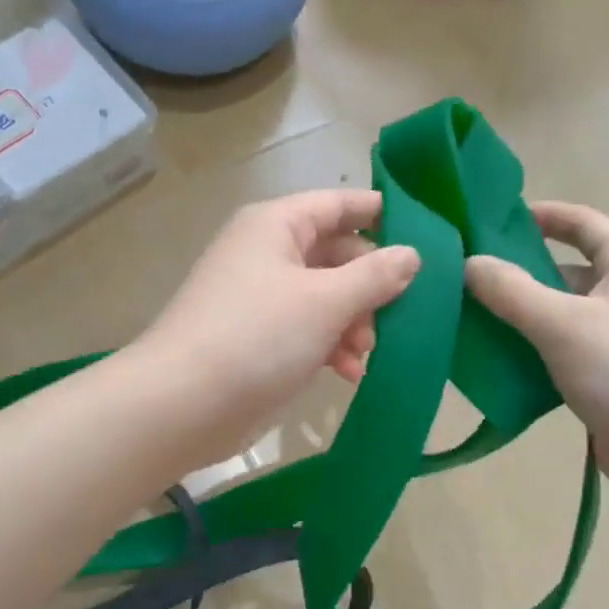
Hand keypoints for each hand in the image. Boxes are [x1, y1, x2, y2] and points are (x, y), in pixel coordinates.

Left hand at [132, 191, 420, 464]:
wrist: (183, 403)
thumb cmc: (257, 336)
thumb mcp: (325, 301)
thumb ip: (374, 276)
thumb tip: (411, 254)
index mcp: (275, 225)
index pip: (338, 205)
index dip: (381, 215)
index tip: (426, 237)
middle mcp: (266, 254)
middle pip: (335, 255)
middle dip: (369, 287)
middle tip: (396, 317)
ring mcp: (259, 299)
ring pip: (324, 298)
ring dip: (352, 323)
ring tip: (364, 355)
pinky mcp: (256, 340)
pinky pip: (305, 331)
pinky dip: (329, 347)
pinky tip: (347, 374)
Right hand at [465, 202, 608, 501]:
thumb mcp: (561, 323)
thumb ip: (510, 290)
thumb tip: (469, 262)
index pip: (584, 222)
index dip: (543, 215)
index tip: (496, 219)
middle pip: (569, 269)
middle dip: (521, 271)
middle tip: (470, 277)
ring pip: (563, 312)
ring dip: (523, 314)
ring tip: (473, 318)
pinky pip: (565, 348)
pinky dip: (535, 348)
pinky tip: (500, 360)